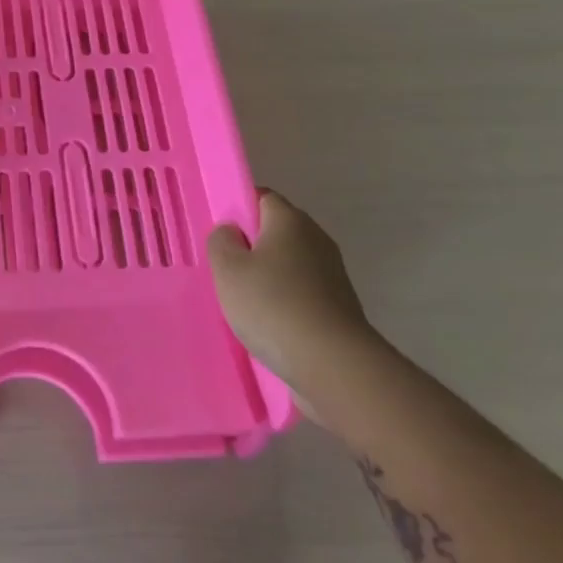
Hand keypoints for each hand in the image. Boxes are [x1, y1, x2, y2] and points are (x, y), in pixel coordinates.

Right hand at [208, 190, 374, 411]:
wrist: (334, 365)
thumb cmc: (273, 305)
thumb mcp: (227, 269)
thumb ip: (221, 241)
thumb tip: (232, 232)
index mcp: (290, 220)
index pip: (262, 198)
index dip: (239, 209)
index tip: (221, 234)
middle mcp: (316, 239)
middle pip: (277, 231)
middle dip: (252, 246)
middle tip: (226, 269)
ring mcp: (333, 274)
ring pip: (290, 264)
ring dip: (269, 276)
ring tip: (245, 301)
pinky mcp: (340, 306)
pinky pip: (303, 292)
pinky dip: (286, 301)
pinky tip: (270, 324)